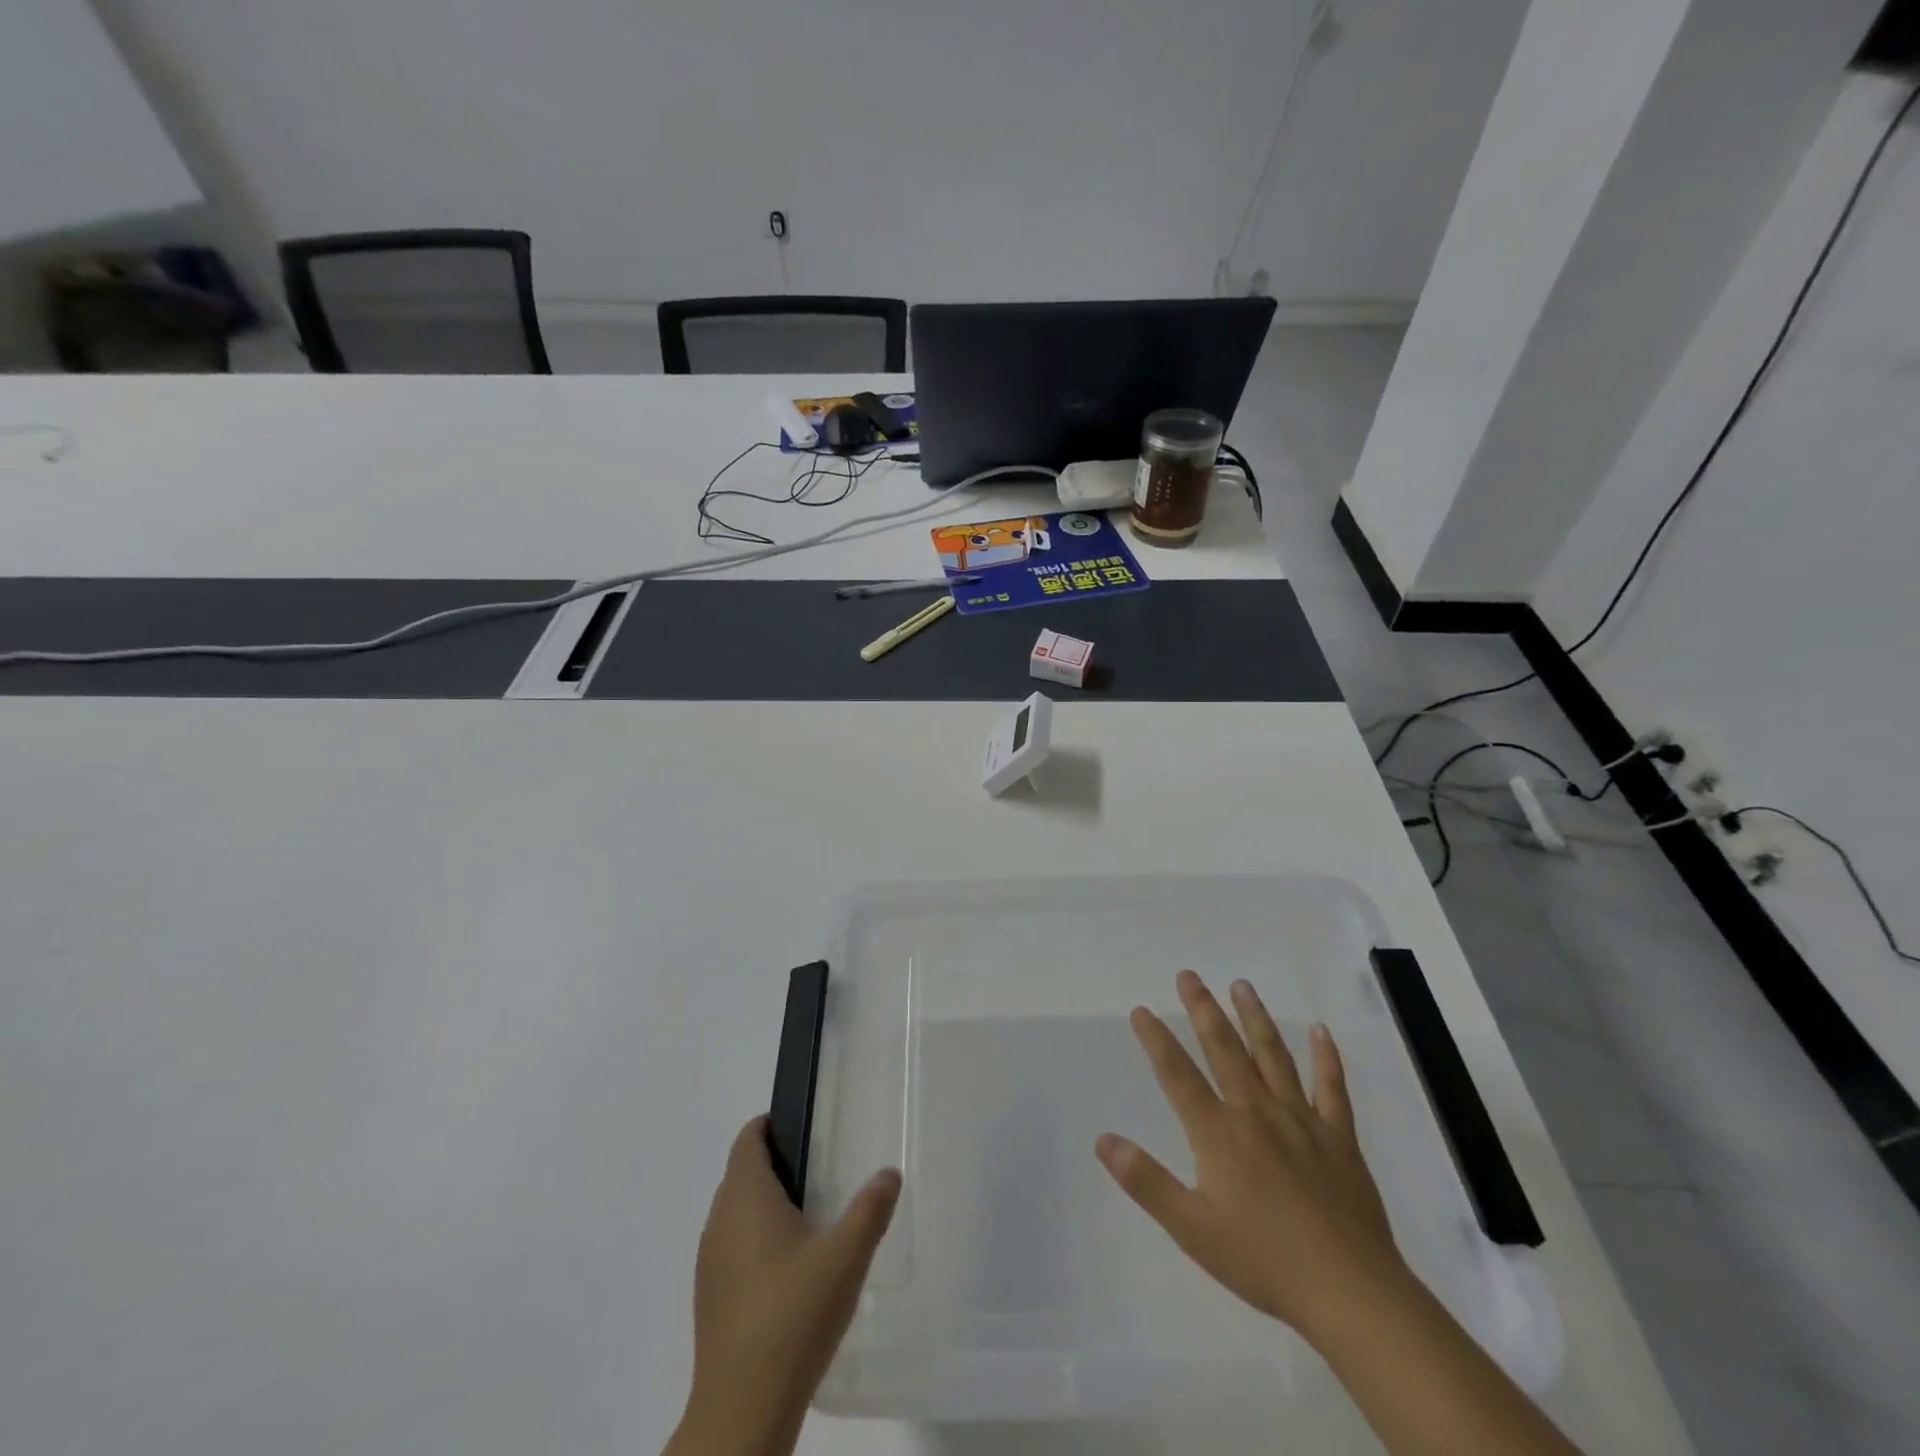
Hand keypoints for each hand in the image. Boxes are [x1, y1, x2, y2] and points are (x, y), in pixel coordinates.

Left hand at [670, 1116, 899, 1455]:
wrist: (743, 1408)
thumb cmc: (794, 1315)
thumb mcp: (846, 1256)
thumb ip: (871, 1208)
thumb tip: (889, 1173)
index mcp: (745, 1196)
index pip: (748, 1139)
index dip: (771, 1125)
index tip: (805, 1129)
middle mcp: (719, 1220)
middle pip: (742, 1172)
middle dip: (776, 1164)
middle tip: (820, 1171)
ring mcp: (709, 1261)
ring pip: (735, 1212)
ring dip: (764, 1205)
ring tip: (809, 1218)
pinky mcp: (709, 1297)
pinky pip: (731, 1247)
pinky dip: (755, 1240)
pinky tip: (788, 1270)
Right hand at [1096, 970, 1410, 1346]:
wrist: (1349, 1292)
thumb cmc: (1263, 1261)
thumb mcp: (1192, 1229)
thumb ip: (1146, 1181)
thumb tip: (1103, 1139)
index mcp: (1219, 1133)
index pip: (1178, 1075)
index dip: (1156, 1040)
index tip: (1141, 1011)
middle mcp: (1256, 1113)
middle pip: (1224, 1050)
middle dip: (1202, 1009)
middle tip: (1188, 975)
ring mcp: (1301, 1120)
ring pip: (1273, 1056)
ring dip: (1254, 1017)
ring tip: (1241, 985)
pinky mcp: (1339, 1138)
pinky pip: (1332, 1088)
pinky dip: (1326, 1057)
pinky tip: (1320, 1030)